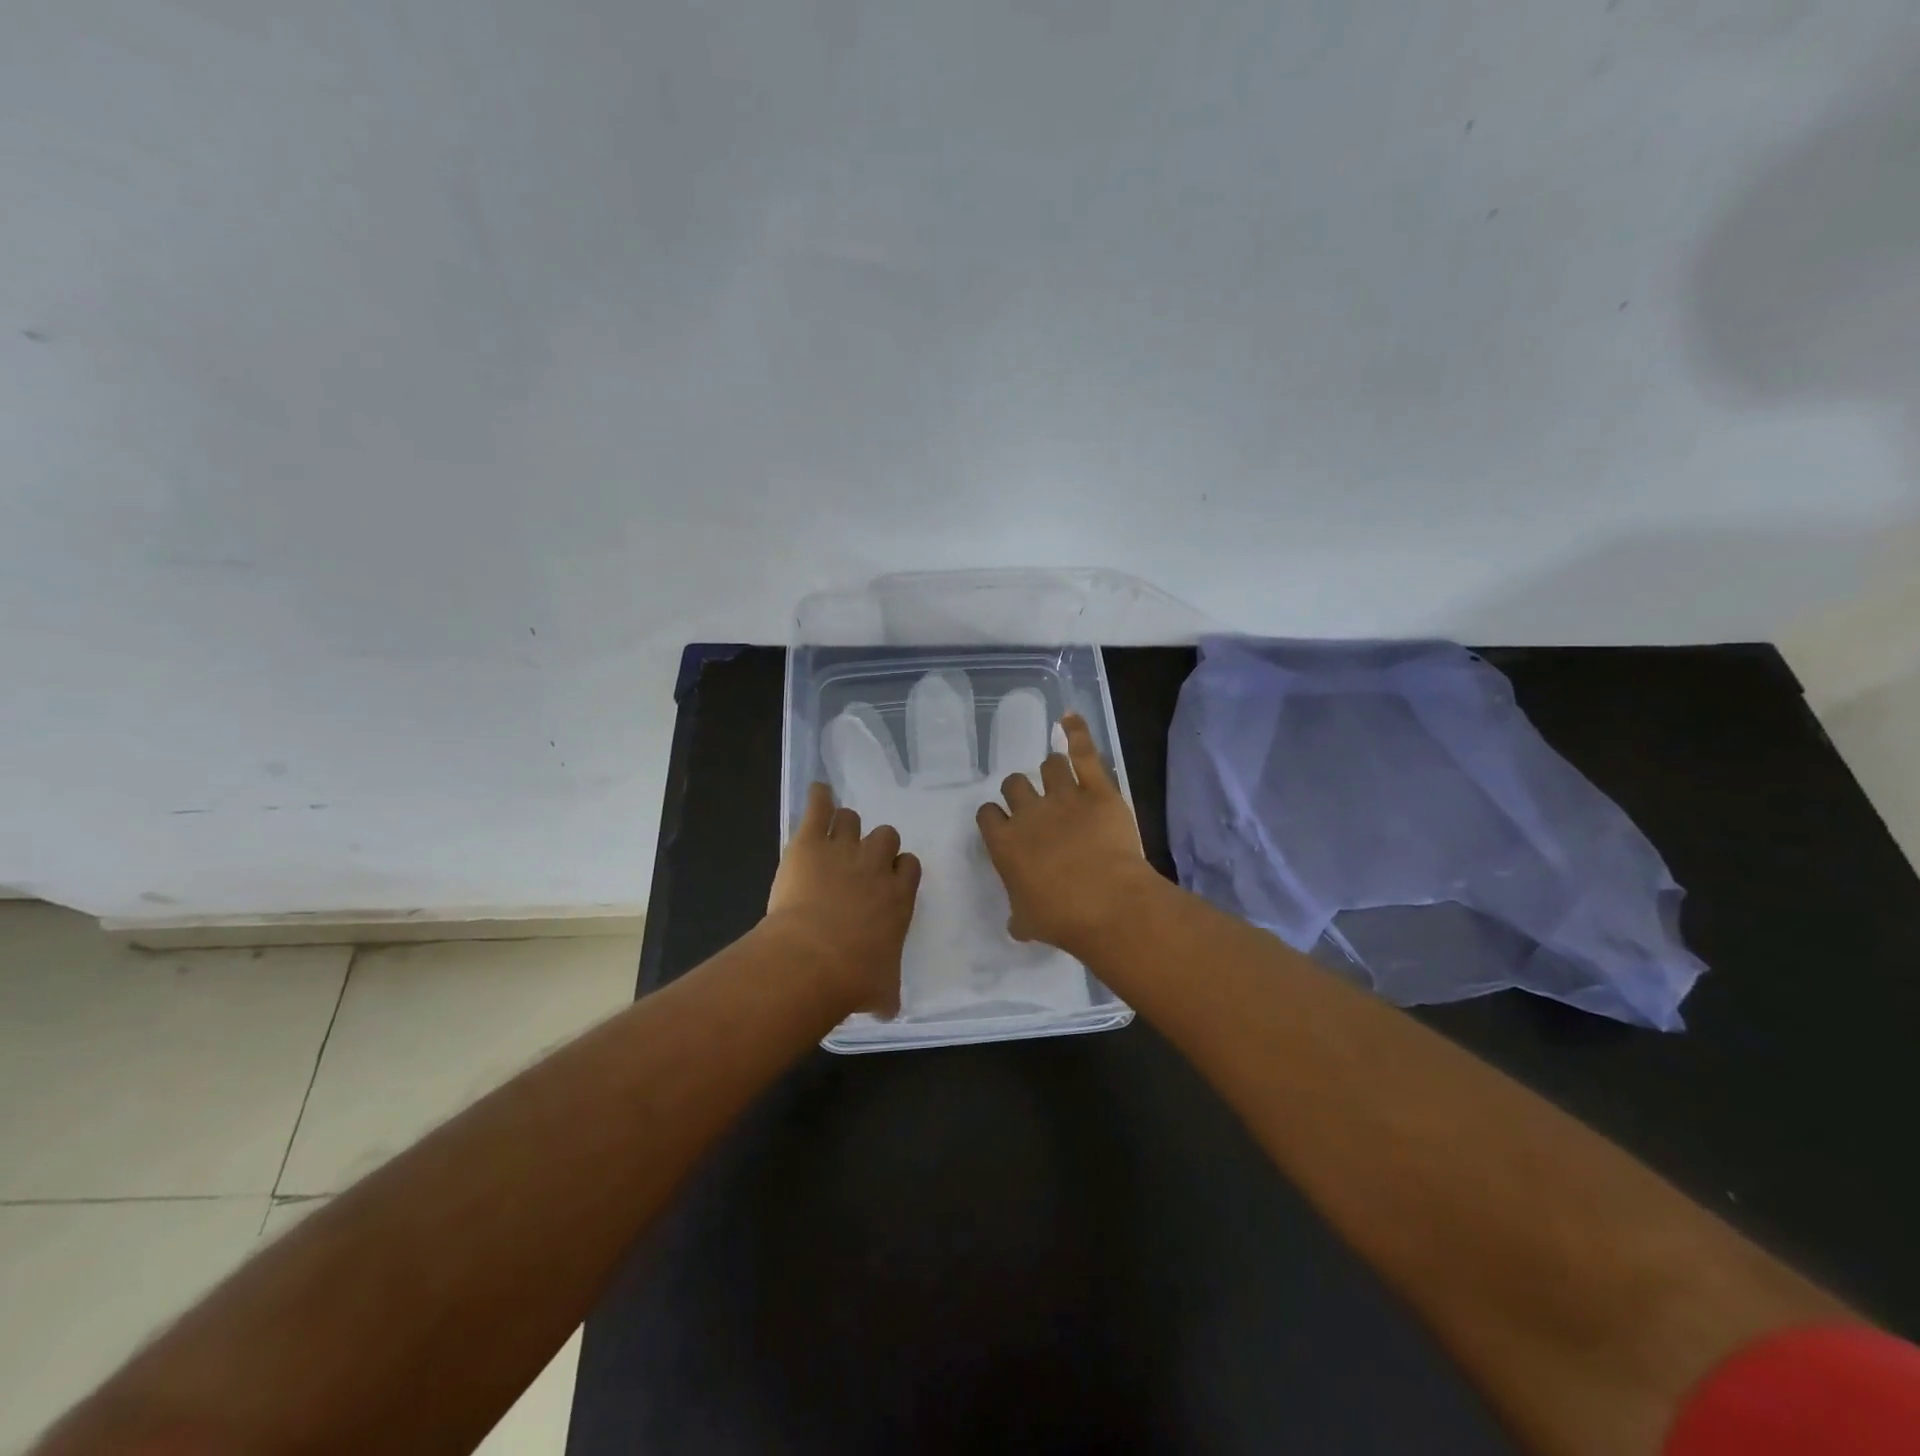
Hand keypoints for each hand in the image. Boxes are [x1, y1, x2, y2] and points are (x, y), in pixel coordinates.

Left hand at [765, 782, 920, 1016]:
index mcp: (898, 896)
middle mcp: (876, 866)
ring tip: (832, 836)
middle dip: (874, 845)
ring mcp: (843, 849)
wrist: (812, 960)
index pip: (908, 865)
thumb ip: (888, 993)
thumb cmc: (853, 978)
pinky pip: (818, 806)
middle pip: (886, 835)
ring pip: (853, 818)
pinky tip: (817, 793)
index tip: (885, 880)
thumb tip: (890, 1009)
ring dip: (844, 826)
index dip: (897, 869)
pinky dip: (818, 797)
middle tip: (857, 862)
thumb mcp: (882, 991)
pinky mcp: (810, 842)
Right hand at [975, 713, 1158, 956]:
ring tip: (1059, 776)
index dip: (995, 816)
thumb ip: (1018, 916)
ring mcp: (1063, 797)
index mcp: (1004, 843)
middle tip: (1034, 803)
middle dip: (1021, 791)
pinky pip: (1084, 752)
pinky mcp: (1097, 790)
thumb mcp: (1028, 923)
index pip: (988, 814)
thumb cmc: (1061, 918)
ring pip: (1049, 767)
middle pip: (1014, 784)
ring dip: (1052, 771)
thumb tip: (1016, 924)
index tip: (1004, 823)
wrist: (1107, 904)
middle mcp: (1028, 813)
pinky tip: (1070, 718)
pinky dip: (1076, 732)